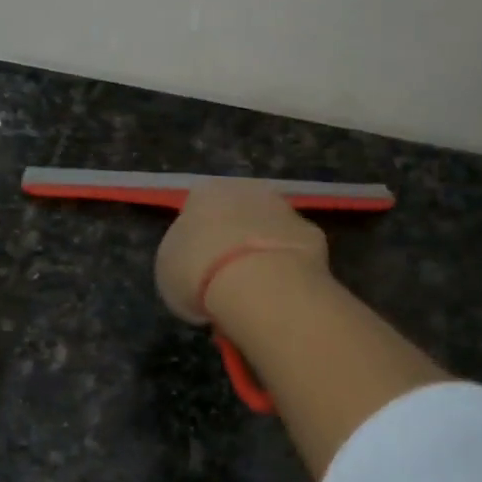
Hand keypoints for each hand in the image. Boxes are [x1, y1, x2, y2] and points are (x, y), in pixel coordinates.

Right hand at [154, 181, 328, 323]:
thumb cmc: (198, 272)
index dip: (197, 239)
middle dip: (233, 238)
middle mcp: (246, 189)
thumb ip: (182, 257)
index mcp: (203, 193)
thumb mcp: (168, 269)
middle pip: (237, 213)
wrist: (258, 282)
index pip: (197, 209)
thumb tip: (195, 263)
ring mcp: (283, 208)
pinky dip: (288, 267)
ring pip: (268, 228)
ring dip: (262, 250)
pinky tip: (281, 292)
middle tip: (227, 276)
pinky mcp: (313, 233)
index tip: (197, 266)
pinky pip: (293, 251)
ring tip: (255, 289)